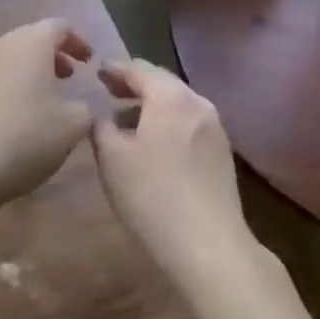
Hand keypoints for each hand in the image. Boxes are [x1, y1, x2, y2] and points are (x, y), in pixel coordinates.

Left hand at [0, 18, 93, 218]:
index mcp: (31, 43)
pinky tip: (12, 120)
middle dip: (53, 56)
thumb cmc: (24, 137)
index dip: (78, 41)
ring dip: (29, 73)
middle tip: (68, 77)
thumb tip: (78, 105)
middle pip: (32, 39)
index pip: (60, 27)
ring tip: (42, 100)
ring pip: (9, 59)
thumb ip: (84, 109)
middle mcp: (1, 45)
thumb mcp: (72, 127)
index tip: (89, 62)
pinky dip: (7, 89)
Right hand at [91, 60, 256, 296]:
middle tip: (110, 92)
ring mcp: (214, 126)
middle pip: (161, 81)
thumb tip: (102, 115)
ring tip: (128, 122)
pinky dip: (168, 122)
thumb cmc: (154, 198)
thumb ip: (101, 127)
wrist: (211, 249)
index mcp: (170, 95)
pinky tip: (155, 144)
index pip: (137, 69)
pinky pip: (189, 122)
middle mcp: (196, 101)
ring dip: (152, 105)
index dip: (114, 69)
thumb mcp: (112, 160)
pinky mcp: (222, 151)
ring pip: (176, 103)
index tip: (97, 72)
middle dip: (134, 84)